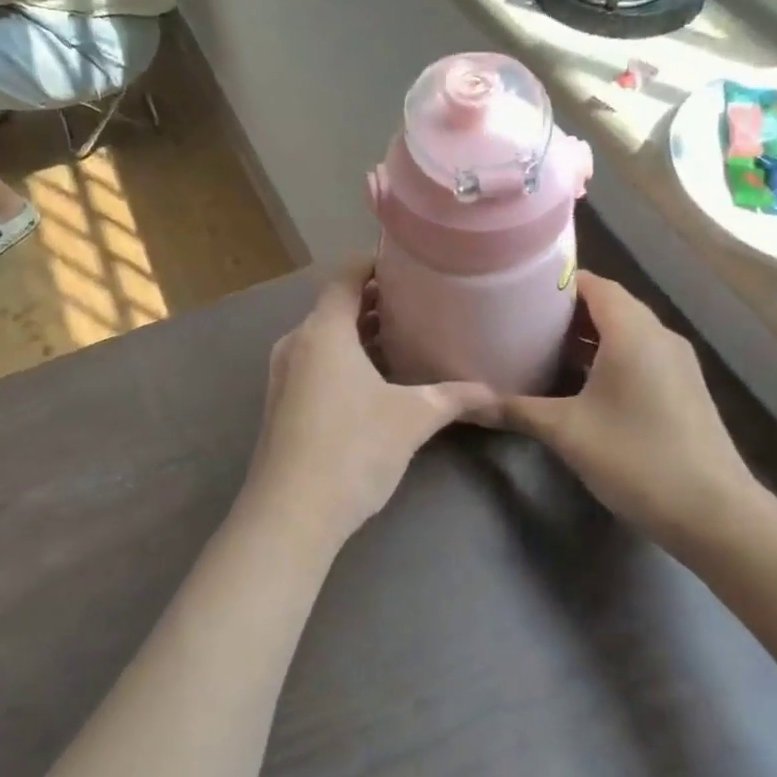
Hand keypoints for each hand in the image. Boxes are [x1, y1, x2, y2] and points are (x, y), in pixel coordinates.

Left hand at [246, 264, 495, 548]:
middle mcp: (297, 343)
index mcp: (323, 331)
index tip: (408, 263)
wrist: (290, 514)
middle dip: (374, 302)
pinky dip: (344, 359)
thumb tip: (494, 393)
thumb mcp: (412, 419)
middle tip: (418, 302)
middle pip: (336, 306)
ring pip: (325, 338)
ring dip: (359, 334)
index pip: (346, 276)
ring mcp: (283, 374)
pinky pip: (315, 363)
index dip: (375, 263)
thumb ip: (453, 397)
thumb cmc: (352, 449)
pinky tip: (375, 381)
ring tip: (403, 338)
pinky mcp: (281, 403)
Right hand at [495, 272, 760, 556]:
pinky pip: (639, 354)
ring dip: (587, 335)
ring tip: (541, 346)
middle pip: (610, 304)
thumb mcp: (566, 432)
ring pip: (626, 331)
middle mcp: (659, 337)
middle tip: (521, 318)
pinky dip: (607, 355)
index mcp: (633, 333)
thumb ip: (515, 410)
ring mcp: (676, 363)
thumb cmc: (637, 458)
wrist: (715, 513)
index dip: (557, 282)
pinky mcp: (682, 388)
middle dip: (566, 309)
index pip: (595, 284)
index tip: (518, 289)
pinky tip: (578, 381)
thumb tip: (466, 404)